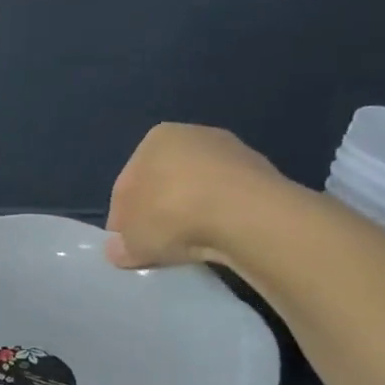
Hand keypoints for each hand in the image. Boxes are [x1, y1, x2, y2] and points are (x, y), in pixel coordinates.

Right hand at [105, 123, 283, 268]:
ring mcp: (233, 152)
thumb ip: (120, 244)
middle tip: (156, 245)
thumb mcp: (130, 240)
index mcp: (155, 139)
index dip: (123, 218)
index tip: (127, 243)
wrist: (248, 216)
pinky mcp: (264, 174)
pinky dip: (220, 218)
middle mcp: (194, 135)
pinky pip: (228, 201)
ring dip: (191, 214)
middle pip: (165, 182)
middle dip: (159, 212)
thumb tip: (119, 249)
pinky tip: (217, 240)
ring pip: (198, 190)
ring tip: (189, 246)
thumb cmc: (172, 214)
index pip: (127, 183)